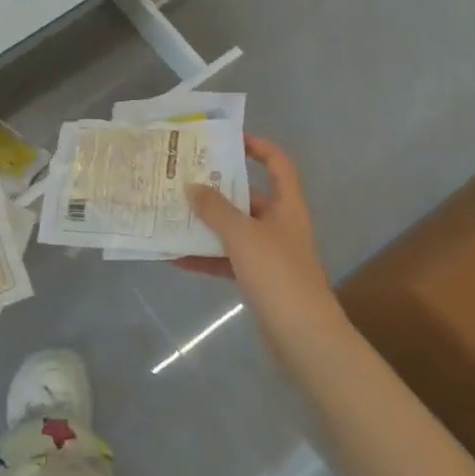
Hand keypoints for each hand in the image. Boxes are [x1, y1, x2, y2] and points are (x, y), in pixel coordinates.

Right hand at [176, 135, 334, 342]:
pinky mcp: (259, 280)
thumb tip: (193, 185)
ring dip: (205, 225)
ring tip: (171, 215)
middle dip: (216, 189)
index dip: (258, 147)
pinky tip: (176, 258)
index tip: (227, 140)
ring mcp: (270, 254)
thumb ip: (216, 209)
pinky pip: (227, 260)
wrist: (303, 335)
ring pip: (233, 230)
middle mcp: (280, 225)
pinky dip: (205, 258)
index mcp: (286, 207)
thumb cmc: (278, 274)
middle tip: (183, 179)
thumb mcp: (243, 235)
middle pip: (247, 197)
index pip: (278, 164)